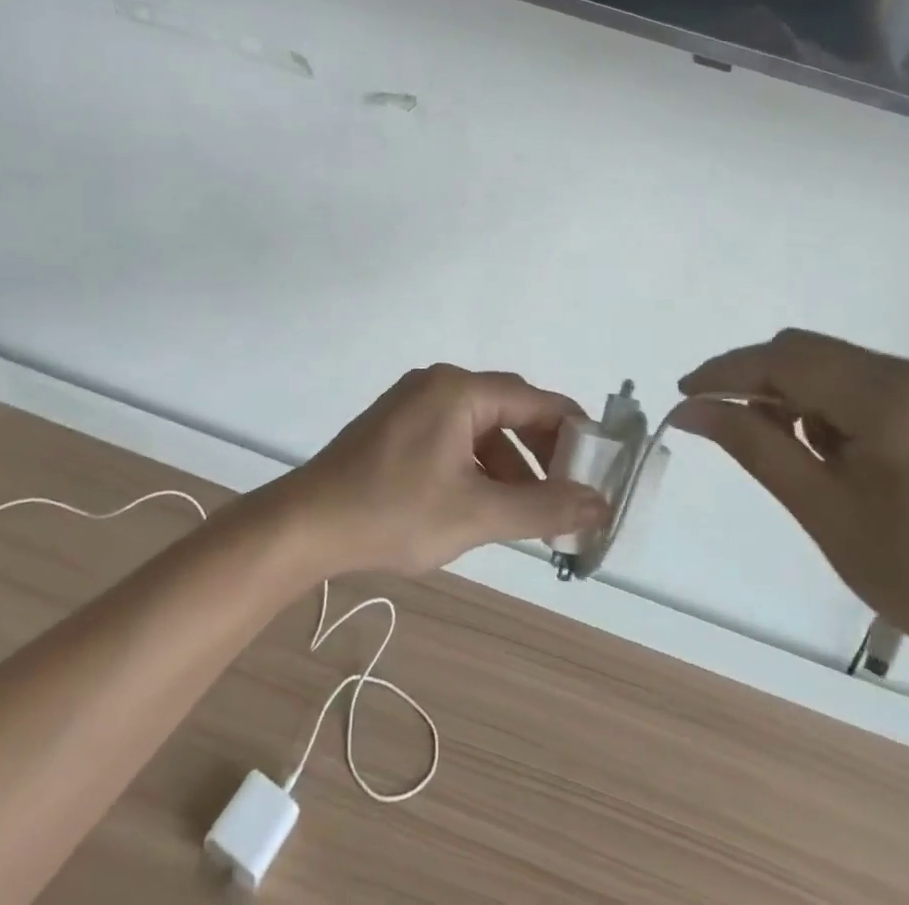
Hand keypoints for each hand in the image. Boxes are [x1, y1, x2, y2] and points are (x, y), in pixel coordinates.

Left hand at [281, 366, 609, 575]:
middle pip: (509, 410)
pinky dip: (478, 466)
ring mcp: (413, 403)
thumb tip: (601, 505)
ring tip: (530, 514)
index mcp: (459, 389)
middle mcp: (438, 384)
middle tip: (568, 496)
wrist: (307, 524)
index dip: (574, 432)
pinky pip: (454, 437)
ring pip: (481, 428)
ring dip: (510, 465)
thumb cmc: (394, 512)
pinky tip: (485, 504)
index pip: (535, 401)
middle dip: (543, 453)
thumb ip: (544, 507)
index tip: (601, 467)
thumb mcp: (477, 514)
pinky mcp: (397, 426)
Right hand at [677, 331, 908, 685]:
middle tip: (722, 422)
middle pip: (806, 352)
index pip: (786, 360)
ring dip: (791, 392)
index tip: (683, 396)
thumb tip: (688, 410)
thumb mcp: (824, 512)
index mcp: (893, 400)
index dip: (726, 373)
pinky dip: (825, 403)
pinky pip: (860, 382)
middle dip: (755, 380)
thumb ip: (753, 446)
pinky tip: (826, 449)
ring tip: (781, 447)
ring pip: (831, 364)